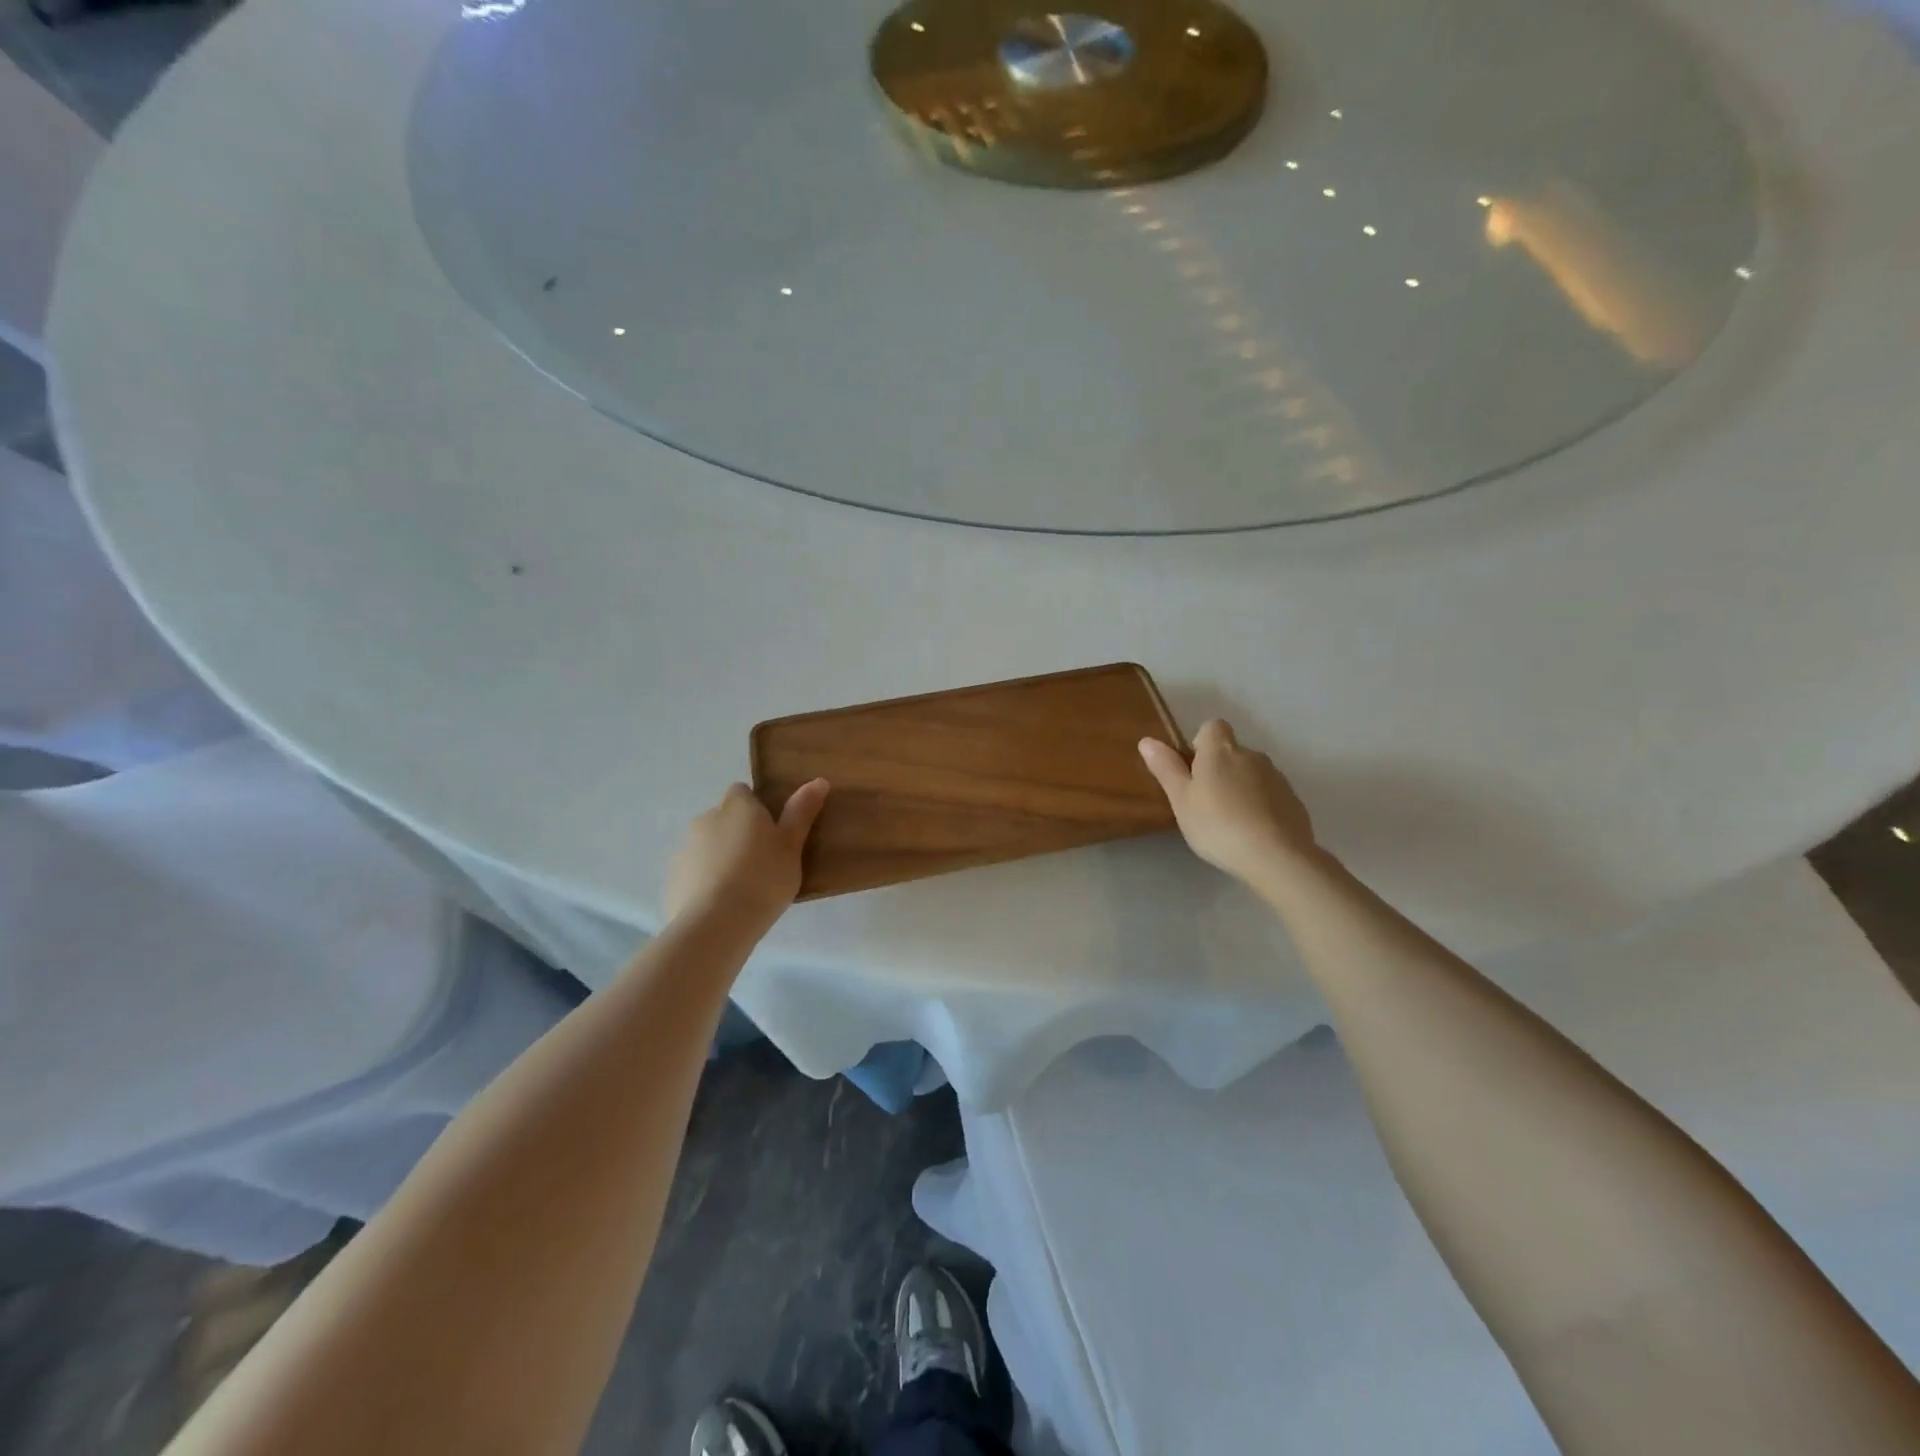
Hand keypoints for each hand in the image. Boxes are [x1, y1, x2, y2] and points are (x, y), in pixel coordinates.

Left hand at [663, 780, 829, 929]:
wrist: (716, 923)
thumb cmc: (763, 878)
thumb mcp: (792, 846)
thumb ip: (802, 812)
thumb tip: (819, 780)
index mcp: (737, 806)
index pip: (742, 792)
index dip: (756, 808)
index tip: (772, 831)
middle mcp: (706, 819)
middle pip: (723, 818)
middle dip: (737, 833)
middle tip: (762, 862)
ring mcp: (685, 849)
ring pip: (707, 846)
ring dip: (720, 857)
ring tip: (742, 887)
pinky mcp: (673, 878)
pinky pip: (694, 872)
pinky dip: (705, 881)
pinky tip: (721, 904)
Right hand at [1139, 719, 1316, 886]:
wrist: (1276, 856)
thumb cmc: (1217, 825)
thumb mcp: (1181, 800)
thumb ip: (1166, 768)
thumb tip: (1147, 740)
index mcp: (1221, 751)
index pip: (1213, 727)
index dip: (1201, 743)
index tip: (1193, 770)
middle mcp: (1252, 756)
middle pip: (1232, 752)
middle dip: (1220, 770)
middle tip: (1205, 803)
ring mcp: (1277, 778)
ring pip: (1253, 774)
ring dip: (1241, 788)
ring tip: (1230, 822)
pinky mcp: (1294, 801)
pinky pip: (1271, 795)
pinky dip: (1261, 806)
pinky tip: (1254, 833)